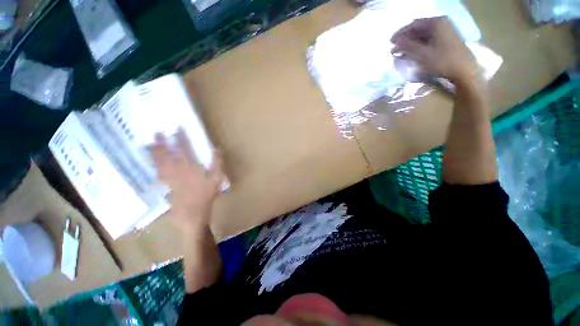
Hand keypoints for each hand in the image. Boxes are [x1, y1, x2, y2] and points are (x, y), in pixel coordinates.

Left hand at [151, 130, 224, 232]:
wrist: (193, 216)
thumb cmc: (207, 197)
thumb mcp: (217, 180)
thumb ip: (217, 164)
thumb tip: (216, 149)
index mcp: (190, 169)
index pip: (183, 150)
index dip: (179, 139)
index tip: (176, 129)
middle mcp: (176, 172)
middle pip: (165, 156)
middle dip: (160, 144)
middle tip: (156, 134)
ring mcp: (169, 180)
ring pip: (159, 165)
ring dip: (154, 154)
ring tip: (150, 145)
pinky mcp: (166, 187)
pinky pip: (159, 175)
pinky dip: (155, 168)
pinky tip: (154, 165)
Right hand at [391, 17, 477, 83]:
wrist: (464, 70)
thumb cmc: (443, 61)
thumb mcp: (423, 54)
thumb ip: (408, 46)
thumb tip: (396, 42)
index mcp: (436, 23)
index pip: (413, 24)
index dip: (400, 33)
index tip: (390, 42)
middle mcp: (440, 24)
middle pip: (418, 30)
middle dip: (405, 40)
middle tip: (394, 50)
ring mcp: (444, 32)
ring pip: (422, 36)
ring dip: (410, 44)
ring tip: (400, 53)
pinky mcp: (445, 40)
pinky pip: (427, 41)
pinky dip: (418, 47)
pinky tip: (411, 54)